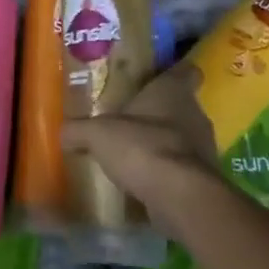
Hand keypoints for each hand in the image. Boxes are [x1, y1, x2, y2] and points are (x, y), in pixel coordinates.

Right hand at [61, 56, 224, 218]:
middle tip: (130, 118)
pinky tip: (143, 180)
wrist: (181, 197)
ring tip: (133, 152)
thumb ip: (78, 130)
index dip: (173, 72)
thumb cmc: (142, 147)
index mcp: (173, 91)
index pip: (185, 71)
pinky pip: (183, 168)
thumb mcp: (97, 135)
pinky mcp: (205, 179)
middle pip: (181, 106)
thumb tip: (63, 133)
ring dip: (162, 143)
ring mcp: (205, 148)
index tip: (156, 77)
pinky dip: (166, 172)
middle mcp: (195, 114)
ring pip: (183, 138)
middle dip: (158, 112)